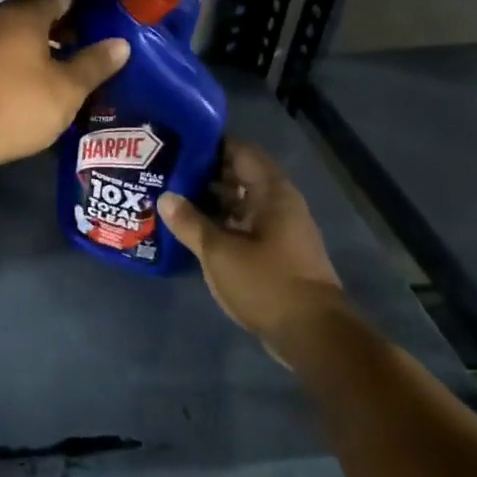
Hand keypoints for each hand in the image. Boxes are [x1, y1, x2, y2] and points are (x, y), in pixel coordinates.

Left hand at [0, 0, 128, 177]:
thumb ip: (95, 63)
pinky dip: (26, 60)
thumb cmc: (18, 105)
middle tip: (96, 40)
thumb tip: (120, 43)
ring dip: (45, 44)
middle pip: (38, 12)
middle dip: (67, 23)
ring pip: (20, 34)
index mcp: (24, 15)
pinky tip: (41, 81)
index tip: (109, 11)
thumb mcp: (68, 88)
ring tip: (73, 64)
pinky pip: (5, 54)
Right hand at [159, 143, 348, 360]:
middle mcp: (280, 205)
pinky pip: (243, 225)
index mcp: (272, 194)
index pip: (241, 153)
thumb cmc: (266, 283)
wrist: (312, 334)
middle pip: (240, 177)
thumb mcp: (219, 252)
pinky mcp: (275, 253)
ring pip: (240, 203)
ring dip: (210, 200)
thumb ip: (190, 222)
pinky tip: (191, 229)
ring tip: (171, 197)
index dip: (211, 145)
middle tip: (165, 170)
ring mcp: (279, 230)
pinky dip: (220, 223)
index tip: (178, 143)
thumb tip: (165, 197)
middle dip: (205, 173)